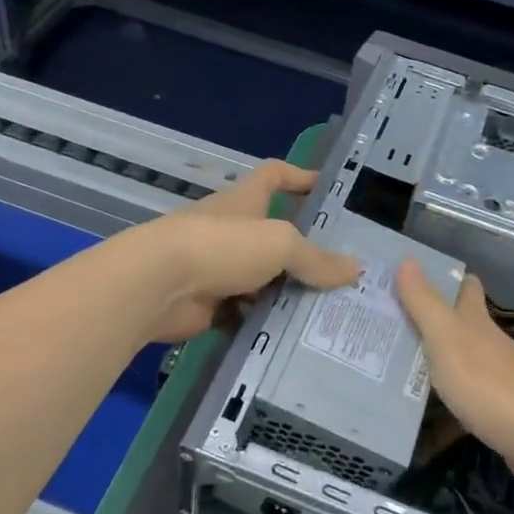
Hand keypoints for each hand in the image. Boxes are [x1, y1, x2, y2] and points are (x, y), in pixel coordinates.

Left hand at [132, 160, 359, 342]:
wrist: (158, 286)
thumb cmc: (221, 246)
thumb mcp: (279, 244)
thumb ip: (316, 259)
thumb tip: (355, 270)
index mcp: (245, 202)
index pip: (274, 175)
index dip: (298, 176)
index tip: (325, 187)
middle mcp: (231, 231)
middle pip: (272, 235)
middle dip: (303, 253)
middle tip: (342, 273)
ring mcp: (216, 268)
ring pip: (260, 280)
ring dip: (285, 294)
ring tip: (327, 311)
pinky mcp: (207, 305)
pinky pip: (243, 314)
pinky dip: (262, 325)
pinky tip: (292, 338)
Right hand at [395, 261, 513, 488]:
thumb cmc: (489, 384)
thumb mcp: (447, 339)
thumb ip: (425, 303)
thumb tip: (408, 258)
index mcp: (476, 321)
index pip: (466, 286)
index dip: (444, 278)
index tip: (412, 276)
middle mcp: (490, 343)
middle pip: (462, 322)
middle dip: (432, 318)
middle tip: (392, 320)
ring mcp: (499, 378)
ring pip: (463, 358)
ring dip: (437, 357)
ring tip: (397, 362)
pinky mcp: (502, 410)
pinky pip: (467, 394)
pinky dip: (448, 394)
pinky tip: (429, 407)